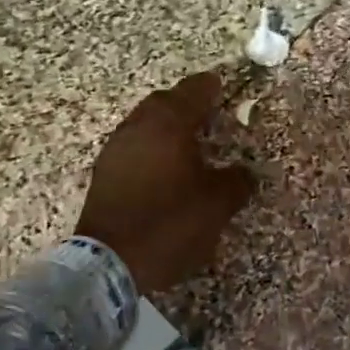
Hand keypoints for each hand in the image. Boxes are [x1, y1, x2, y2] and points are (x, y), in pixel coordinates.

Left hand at [75, 72, 254, 292]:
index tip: (224, 88)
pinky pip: (133, 145)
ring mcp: (116, 148)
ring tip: (189, 145)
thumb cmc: (169, 223)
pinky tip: (164, 169)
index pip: (194, 89)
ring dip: (167, 126)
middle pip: (165, 101)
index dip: (212, 87)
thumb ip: (237, 181)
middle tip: (210, 118)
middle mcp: (138, 126)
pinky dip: (151, 147)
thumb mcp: (217, 205)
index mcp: (168, 124)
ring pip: (145, 122)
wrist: (110, 262)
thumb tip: (245, 172)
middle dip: (187, 104)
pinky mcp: (104, 172)